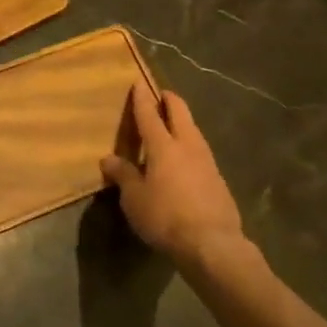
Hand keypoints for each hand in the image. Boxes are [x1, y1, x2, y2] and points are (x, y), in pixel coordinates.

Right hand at [101, 84, 247, 267]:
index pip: (149, 115)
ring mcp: (207, 161)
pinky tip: (185, 157)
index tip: (139, 83)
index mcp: (163, 146)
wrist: (212, 243)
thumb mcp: (134, 198)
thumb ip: (123, 175)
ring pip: (194, 131)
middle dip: (170, 101)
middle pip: (180, 113)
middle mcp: (188, 146)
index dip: (142, 98)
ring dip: (183, 122)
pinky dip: (189, 145)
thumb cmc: (165, 217)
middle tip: (161, 95)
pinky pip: (200, 151)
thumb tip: (108, 159)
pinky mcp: (218, 179)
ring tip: (172, 125)